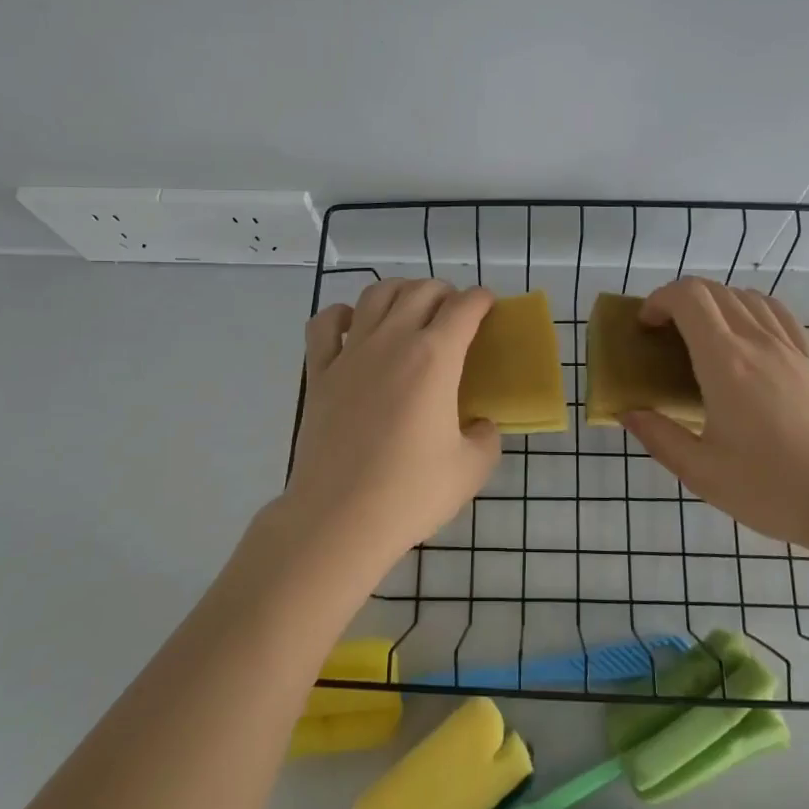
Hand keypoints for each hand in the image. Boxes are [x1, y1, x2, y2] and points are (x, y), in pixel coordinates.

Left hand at [279, 280, 500, 574]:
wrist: (339, 517)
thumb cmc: (411, 492)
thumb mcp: (471, 469)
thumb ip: (486, 437)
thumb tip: (479, 424)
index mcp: (435, 358)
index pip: (464, 307)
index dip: (481, 299)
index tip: (488, 306)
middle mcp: (393, 341)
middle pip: (421, 291)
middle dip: (445, 292)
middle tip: (455, 313)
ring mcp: (351, 353)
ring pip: (376, 294)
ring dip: (400, 291)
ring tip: (410, 308)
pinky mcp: (320, 373)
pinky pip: (325, 324)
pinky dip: (342, 314)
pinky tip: (354, 325)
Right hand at [620, 278, 808, 550]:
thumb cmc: (771, 488)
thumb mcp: (701, 472)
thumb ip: (659, 438)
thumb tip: (629, 413)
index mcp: (725, 362)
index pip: (689, 297)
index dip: (659, 299)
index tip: (645, 326)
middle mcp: (758, 342)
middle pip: (715, 291)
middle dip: (679, 300)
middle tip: (665, 334)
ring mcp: (791, 348)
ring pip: (747, 296)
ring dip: (715, 302)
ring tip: (702, 336)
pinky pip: (778, 313)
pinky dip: (751, 309)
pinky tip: (747, 337)